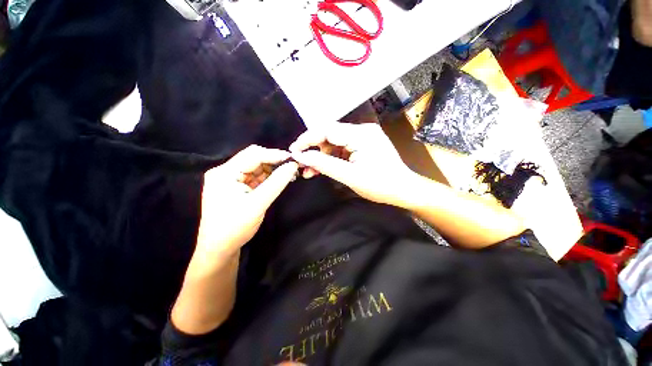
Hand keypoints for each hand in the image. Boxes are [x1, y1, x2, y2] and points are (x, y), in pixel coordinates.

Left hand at [190, 145, 297, 275]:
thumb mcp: (258, 204)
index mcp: (224, 173)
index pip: (253, 155)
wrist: (219, 249)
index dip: (274, 155)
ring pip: (255, 167)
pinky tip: (279, 180)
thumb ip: (276, 183)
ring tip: (288, 174)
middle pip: (253, 159)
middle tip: (292, 167)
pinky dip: (267, 178)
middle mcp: (225, 172)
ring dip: (272, 169)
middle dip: (274, 161)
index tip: (293, 159)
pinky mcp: (236, 187)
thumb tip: (293, 165)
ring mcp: (230, 180)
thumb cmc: (235, 227)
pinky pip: (254, 177)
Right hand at [289, 122, 415, 205]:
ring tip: (310, 171)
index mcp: (361, 135)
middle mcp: (362, 130)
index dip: (307, 139)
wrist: (403, 189)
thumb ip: (324, 165)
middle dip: (313, 149)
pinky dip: (331, 157)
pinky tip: (323, 167)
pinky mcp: (364, 144)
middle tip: (301, 164)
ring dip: (321, 156)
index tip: (294, 151)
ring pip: (334, 142)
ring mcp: (364, 136)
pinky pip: (342, 147)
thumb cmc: (380, 185)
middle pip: (330, 134)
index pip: (327, 130)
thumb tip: (301, 157)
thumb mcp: (350, 176)